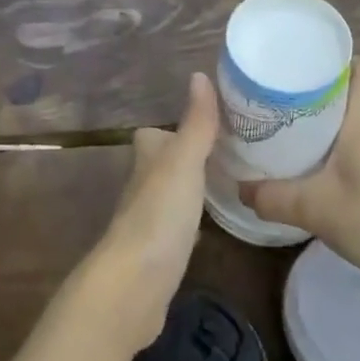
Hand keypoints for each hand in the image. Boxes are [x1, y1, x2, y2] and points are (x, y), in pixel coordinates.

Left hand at [74, 73, 219, 356]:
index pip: (152, 136)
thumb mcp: (184, 162)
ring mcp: (148, 222)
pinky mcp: (158, 254)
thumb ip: (195, 123)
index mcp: (147, 160)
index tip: (205, 124)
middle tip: (224, 153)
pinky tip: (209, 225)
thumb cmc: (159, 215)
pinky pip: (176, 227)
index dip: (171, 130)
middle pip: (161, 165)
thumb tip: (200, 75)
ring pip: (169, 195)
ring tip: (225, 182)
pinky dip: (190, 221)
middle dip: (185, 158)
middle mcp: (142, 187)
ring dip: (189, 188)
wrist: (134, 285)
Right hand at [241, 58, 359, 293]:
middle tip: (285, 110)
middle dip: (322, 100)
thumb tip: (240, 188)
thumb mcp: (315, 210)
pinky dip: (348, 161)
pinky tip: (328, 184)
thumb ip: (273, 198)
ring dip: (333, 134)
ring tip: (297, 146)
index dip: (341, 62)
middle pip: (357, 99)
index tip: (307, 71)